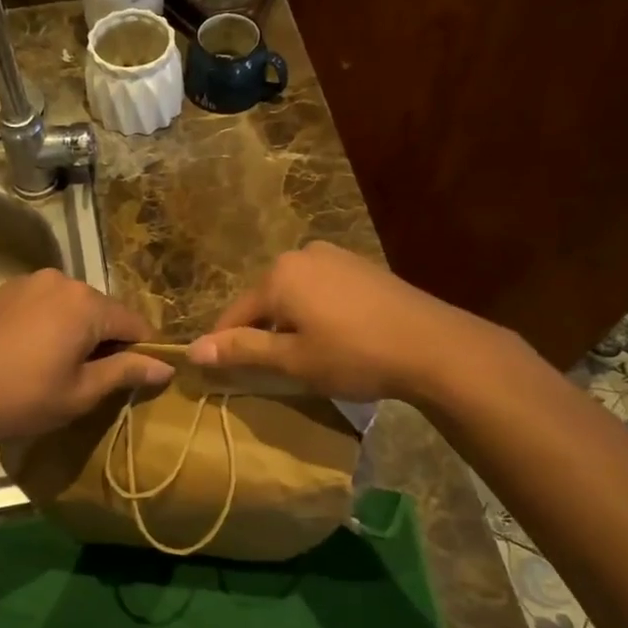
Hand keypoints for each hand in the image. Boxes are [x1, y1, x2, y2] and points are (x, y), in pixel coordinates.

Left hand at [0, 270, 172, 449]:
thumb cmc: (26, 398)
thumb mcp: (83, 391)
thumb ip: (127, 371)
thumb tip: (168, 366)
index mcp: (86, 303)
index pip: (133, 322)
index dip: (143, 349)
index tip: (139, 375)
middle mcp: (61, 280)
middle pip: (102, 310)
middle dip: (107, 338)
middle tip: (96, 376)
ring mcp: (29, 282)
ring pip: (72, 305)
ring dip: (78, 329)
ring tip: (63, 365)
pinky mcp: (5, 291)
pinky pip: (44, 303)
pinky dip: (51, 322)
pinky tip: (36, 351)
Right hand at [186, 242, 473, 402]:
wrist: (434, 346)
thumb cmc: (354, 355)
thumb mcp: (293, 360)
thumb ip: (242, 351)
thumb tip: (192, 350)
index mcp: (278, 275)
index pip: (234, 314)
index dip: (224, 345)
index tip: (217, 373)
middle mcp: (302, 254)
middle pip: (265, 301)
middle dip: (261, 333)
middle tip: (270, 371)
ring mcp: (335, 256)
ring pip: (294, 295)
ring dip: (290, 324)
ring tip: (304, 357)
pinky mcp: (361, 266)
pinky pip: (321, 290)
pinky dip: (316, 313)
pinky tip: (334, 338)